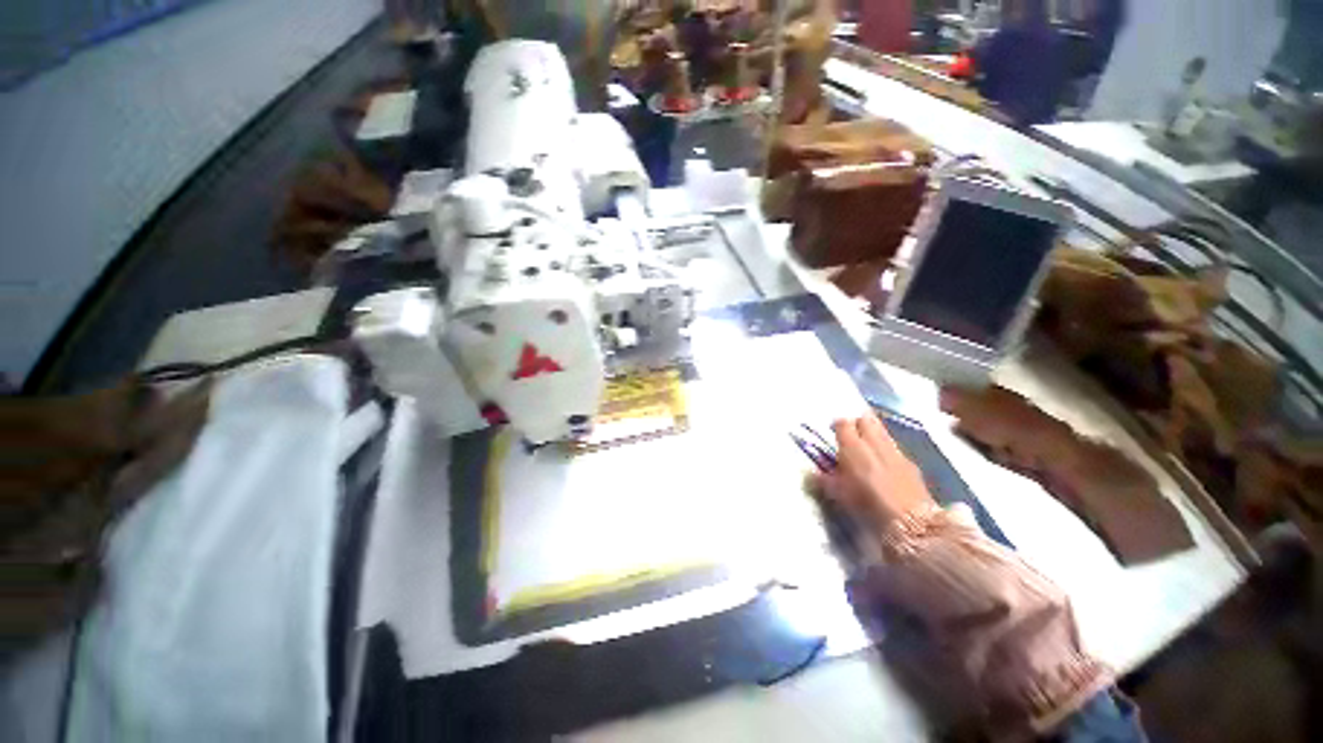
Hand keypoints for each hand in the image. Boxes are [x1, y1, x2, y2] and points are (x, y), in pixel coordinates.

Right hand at [811, 414, 936, 533]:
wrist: (912, 523)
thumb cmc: (867, 506)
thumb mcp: (839, 495)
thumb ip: (824, 480)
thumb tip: (810, 473)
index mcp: (852, 446)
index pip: (843, 423)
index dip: (837, 426)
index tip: (833, 433)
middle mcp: (874, 442)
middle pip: (865, 420)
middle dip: (857, 424)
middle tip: (851, 436)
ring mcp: (895, 451)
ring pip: (882, 431)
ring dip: (874, 435)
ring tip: (867, 448)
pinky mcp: (911, 464)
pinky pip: (894, 448)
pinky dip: (887, 451)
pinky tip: (885, 465)